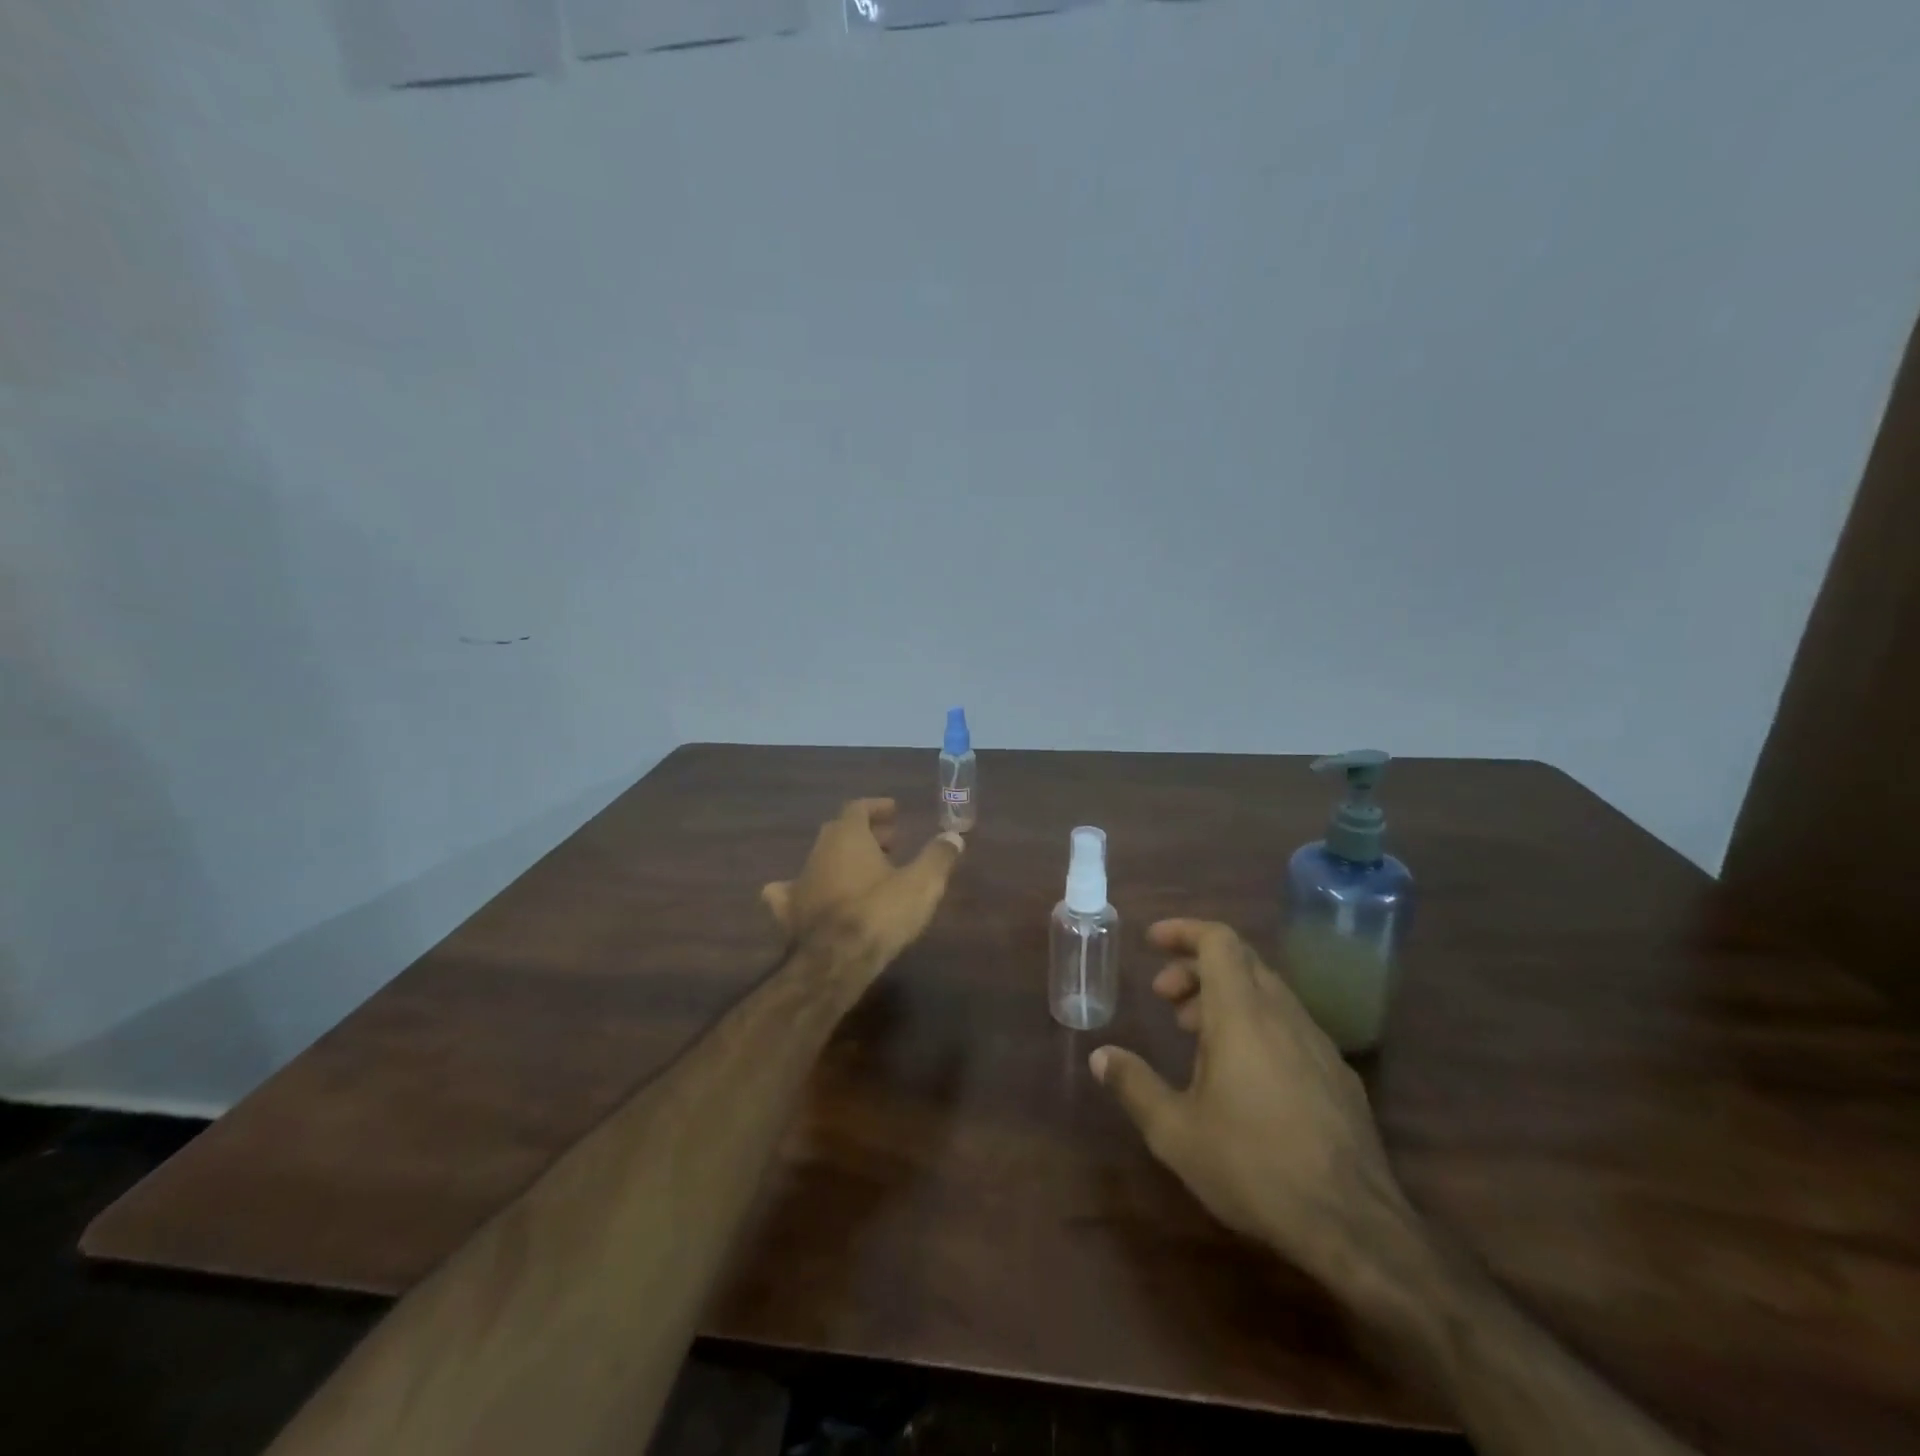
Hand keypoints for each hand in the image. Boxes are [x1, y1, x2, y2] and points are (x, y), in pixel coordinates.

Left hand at [762, 798, 964, 978]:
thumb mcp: (922, 883)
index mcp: (848, 836)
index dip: (876, 807)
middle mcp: (819, 851)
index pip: (858, 808)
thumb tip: (953, 837)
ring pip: (820, 859)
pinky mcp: (789, 912)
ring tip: (865, 872)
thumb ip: (938, 857)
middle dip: (865, 833)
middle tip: (890, 842)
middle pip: (839, 831)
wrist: (834, 962)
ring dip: (842, 860)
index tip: (894, 811)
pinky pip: (790, 892)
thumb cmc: (880, 913)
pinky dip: (803, 889)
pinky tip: (809, 897)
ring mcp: (799, 881)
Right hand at [1090, 920, 1413, 1289]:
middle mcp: (1284, 1015)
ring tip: (1194, 1034)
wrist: (1355, 1228)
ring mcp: (1318, 1044)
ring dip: (1225, 997)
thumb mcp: (1175, 1132)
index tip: (1151, 942)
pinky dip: (1256, 1024)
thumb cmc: (1254, 1167)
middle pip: (1241, 962)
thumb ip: (1134, 1086)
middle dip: (1195, 967)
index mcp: (1242, 1014)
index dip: (1183, 930)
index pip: (1218, 941)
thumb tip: (1100, 1056)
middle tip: (1164, 997)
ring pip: (1267, 992)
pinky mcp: (1339, 1075)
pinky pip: (1290, 1025)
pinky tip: (1243, 1074)